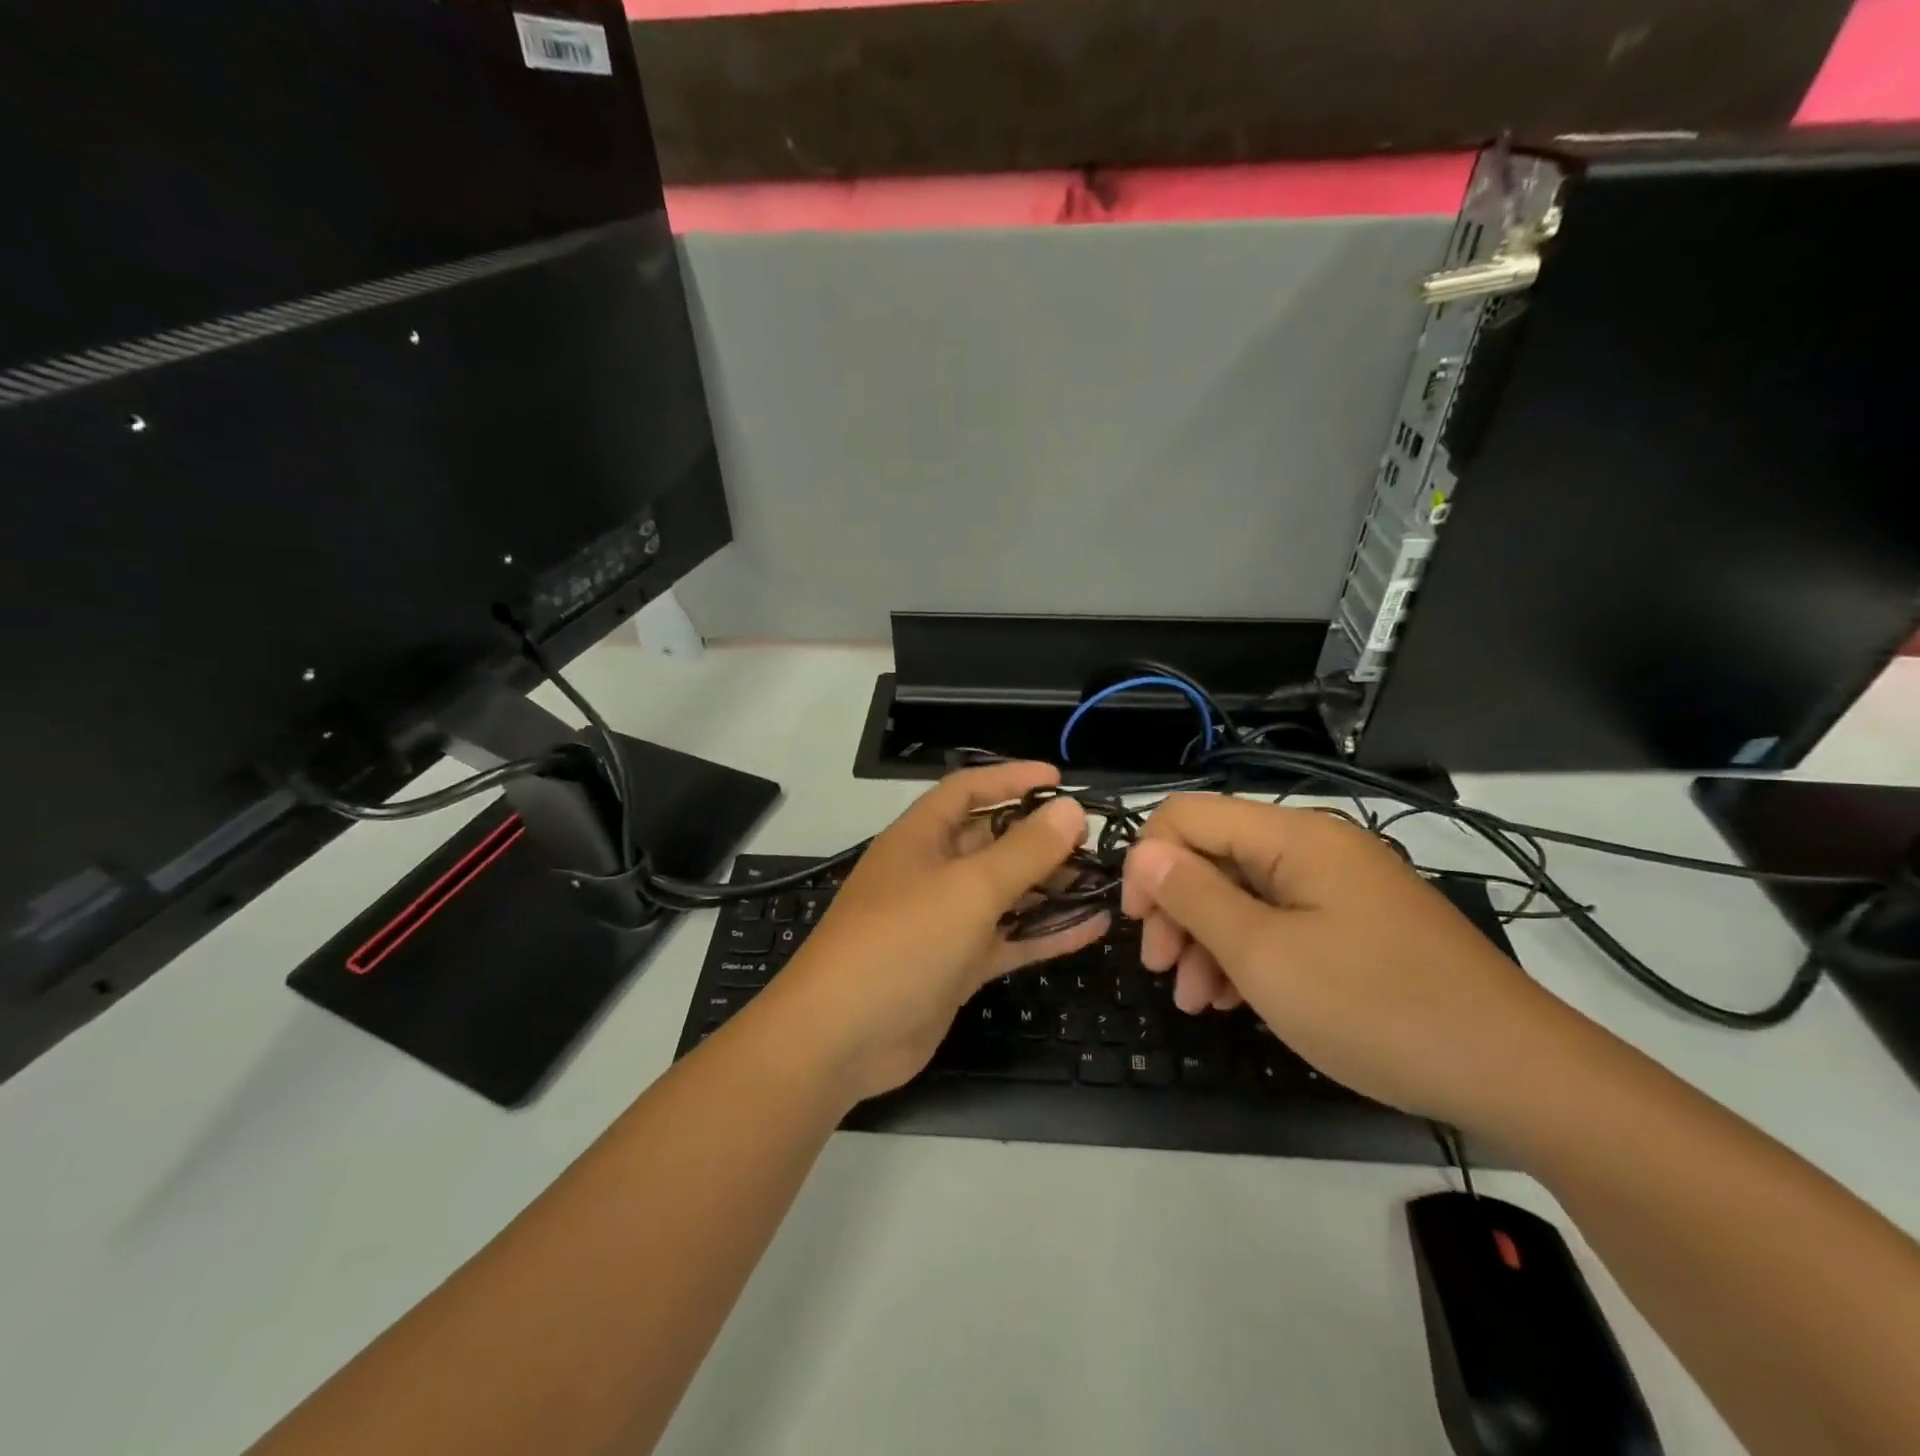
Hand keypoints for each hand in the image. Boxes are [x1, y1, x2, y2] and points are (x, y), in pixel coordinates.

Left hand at [761, 763, 1107, 1103]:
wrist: (841, 1039)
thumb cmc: (901, 942)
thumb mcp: (968, 889)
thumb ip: (1024, 851)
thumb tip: (1071, 808)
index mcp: (921, 837)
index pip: (968, 790)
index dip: (1012, 779)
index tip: (1060, 779)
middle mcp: (932, 872)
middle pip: (992, 841)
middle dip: (1040, 838)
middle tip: (1093, 841)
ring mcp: (944, 922)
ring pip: (1005, 893)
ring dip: (1049, 887)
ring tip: (1103, 882)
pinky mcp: (957, 966)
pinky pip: (1008, 939)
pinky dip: (1046, 933)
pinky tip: (1093, 928)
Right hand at [1121, 795, 1570, 1126]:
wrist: (1516, 1073)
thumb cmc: (1374, 1007)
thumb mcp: (1265, 956)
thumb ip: (1195, 896)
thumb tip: (1144, 853)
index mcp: (1293, 838)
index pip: (1187, 816)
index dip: (1147, 860)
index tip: (1134, 922)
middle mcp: (1315, 848)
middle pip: (1215, 855)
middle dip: (1175, 907)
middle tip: (1159, 968)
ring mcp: (1340, 887)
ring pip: (1244, 894)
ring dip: (1206, 939)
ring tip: (1193, 999)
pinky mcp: (1357, 924)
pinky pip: (1282, 922)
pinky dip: (1248, 953)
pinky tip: (1232, 998)